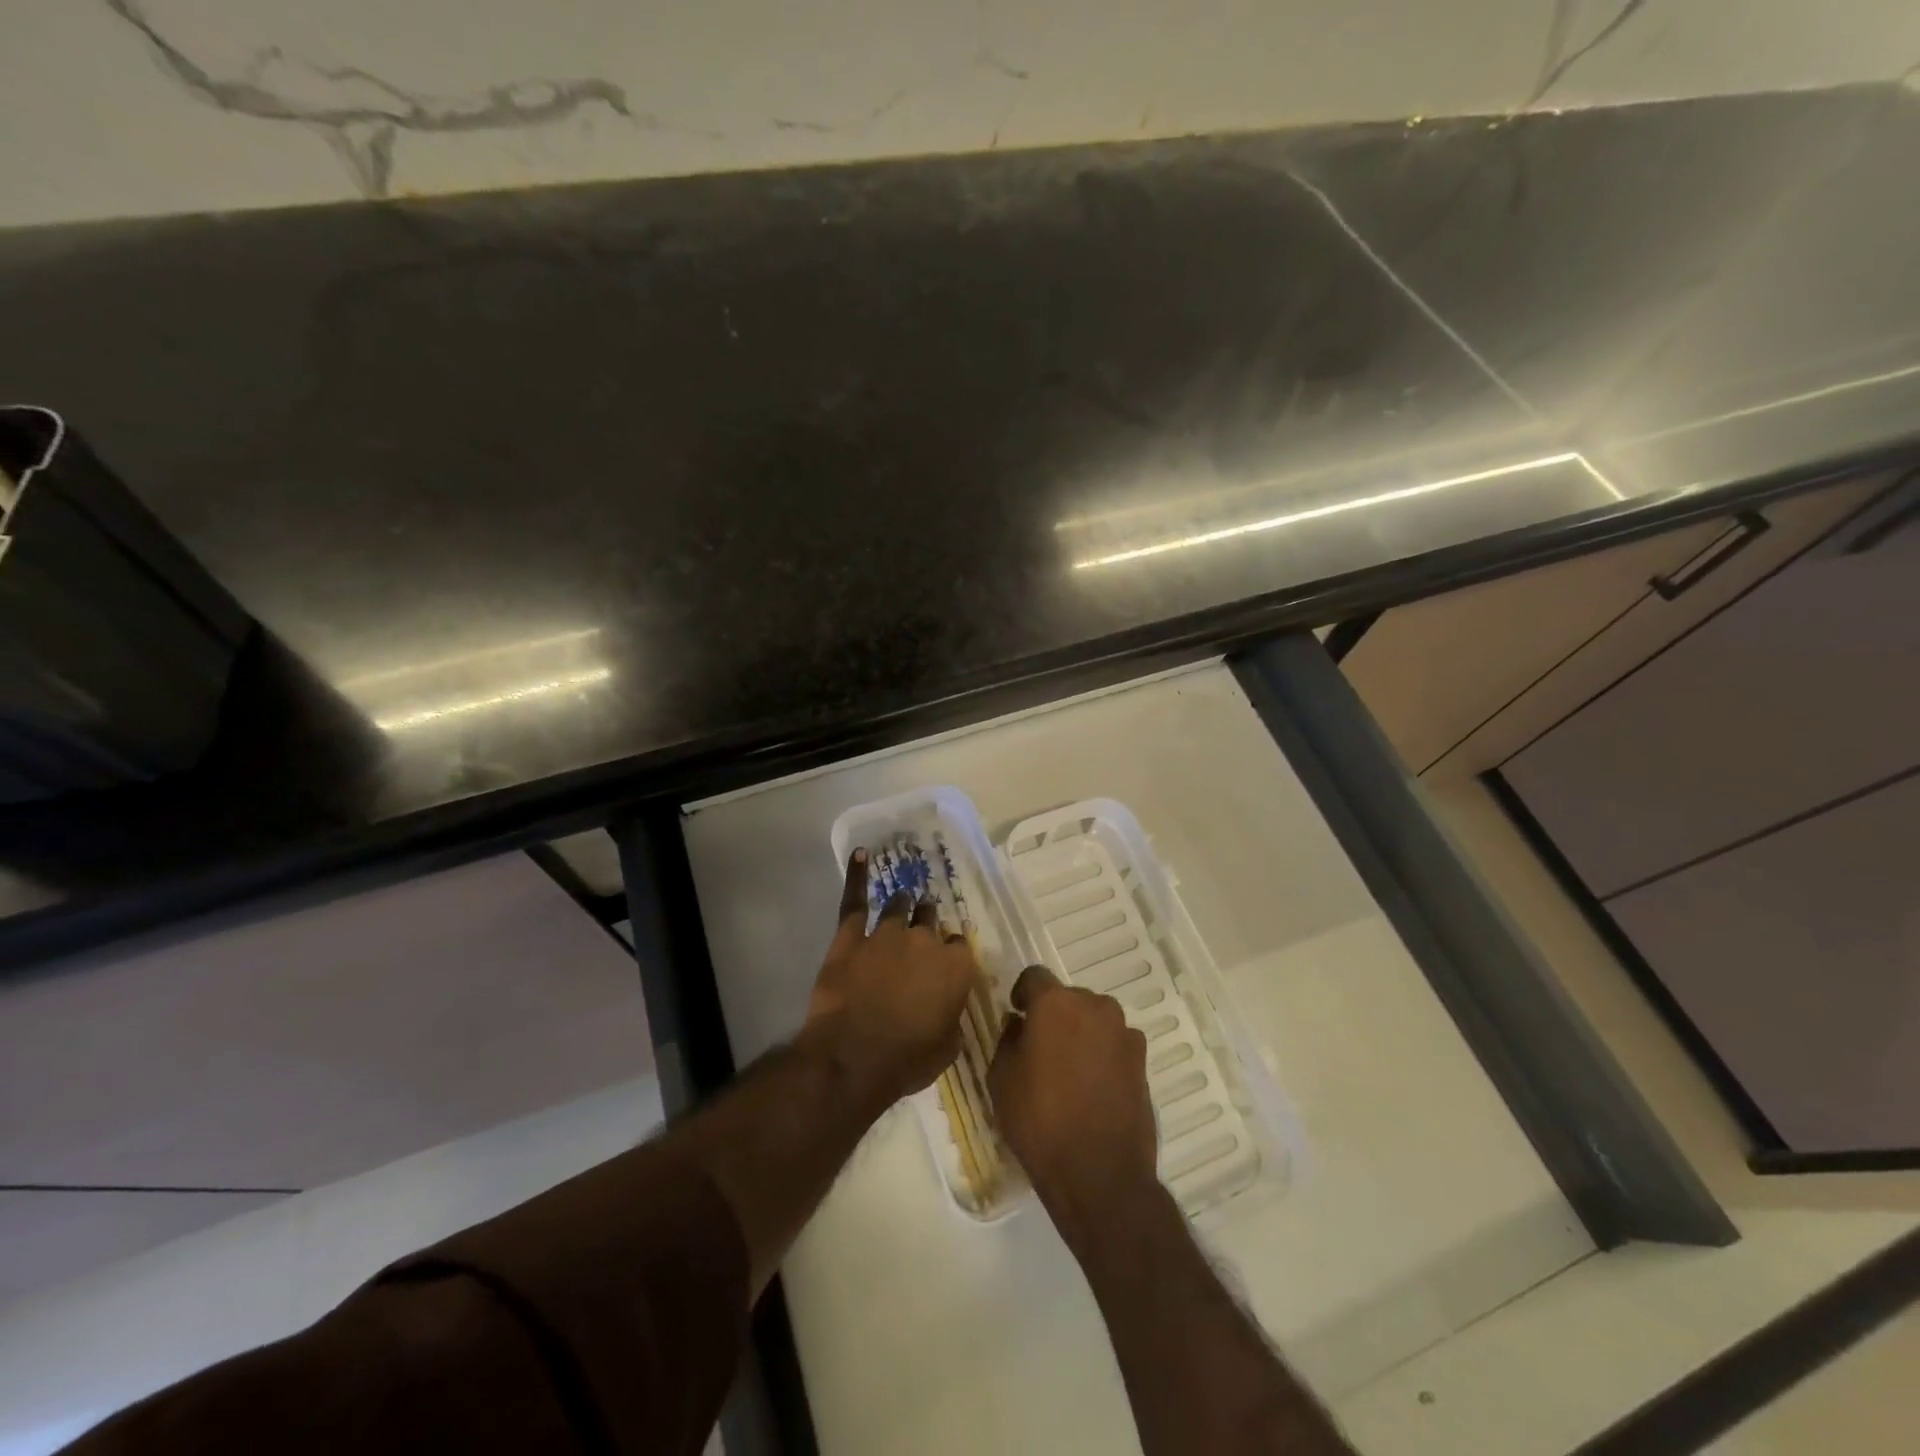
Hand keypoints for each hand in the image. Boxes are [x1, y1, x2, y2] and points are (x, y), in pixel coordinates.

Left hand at [802, 849, 979, 1113]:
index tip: (943, 965)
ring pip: (900, 906)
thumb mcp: (948, 1047)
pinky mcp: (851, 936)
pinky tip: (860, 854)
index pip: (958, 947)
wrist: (853, 1057)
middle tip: (921, 932)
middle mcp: (925, 940)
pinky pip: (855, 900)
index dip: (949, 956)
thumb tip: (949, 1009)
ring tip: (902, 903)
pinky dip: (857, 876)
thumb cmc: (907, 1060)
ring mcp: (887, 933)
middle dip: (927, 923)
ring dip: (903, 906)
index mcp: (956, 966)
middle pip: (931, 920)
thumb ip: (952, 1018)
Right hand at [990, 966, 1158, 1248]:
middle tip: (1040, 1047)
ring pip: (1093, 1018)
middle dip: (1053, 1014)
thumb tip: (1019, 1024)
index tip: (1016, 1015)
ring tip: (1068, 1069)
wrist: (1100, 1174)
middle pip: (1067, 997)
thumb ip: (1007, 1039)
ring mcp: (1123, 1031)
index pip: (1033, 977)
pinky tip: (1092, 1085)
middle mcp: (1094, 1006)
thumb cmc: (1040, 1121)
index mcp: (1055, 1003)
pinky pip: (1114, 1042)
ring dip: (1080, 1032)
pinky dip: (1102, 1052)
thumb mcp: (1002, 1079)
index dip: (1021, 994)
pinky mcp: (1142, 1059)